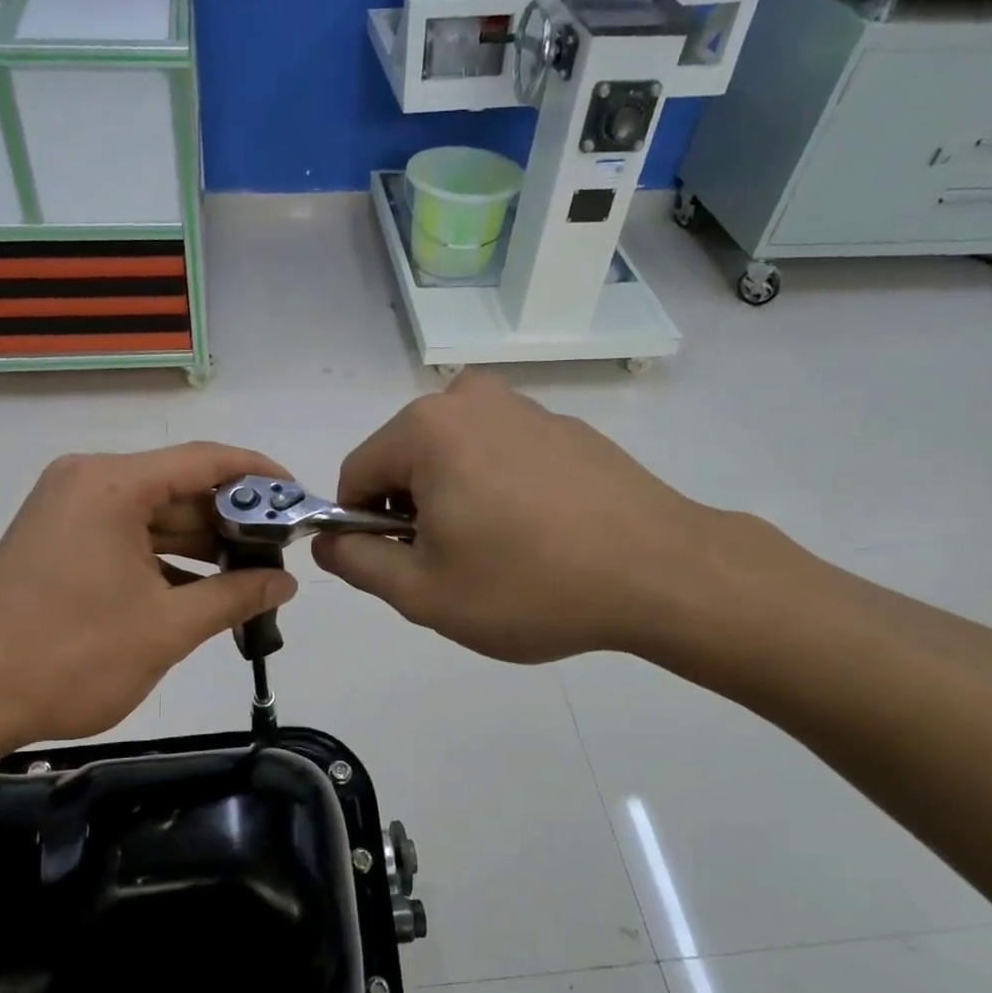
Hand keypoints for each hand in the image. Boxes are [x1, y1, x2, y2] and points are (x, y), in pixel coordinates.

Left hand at [0, 444, 298, 756]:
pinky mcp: (56, 539)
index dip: (259, 476)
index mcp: (112, 485)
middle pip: (178, 487)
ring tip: (249, 576)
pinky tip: (200, 591)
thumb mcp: (167, 628)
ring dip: (199, 545)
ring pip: (153, 515)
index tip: (298, 499)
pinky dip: (163, 559)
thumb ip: (235, 597)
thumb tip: (286, 583)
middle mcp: (87, 481)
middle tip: (279, 553)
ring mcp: (67, 509)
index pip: (204, 461)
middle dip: (231, 520)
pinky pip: (126, 536)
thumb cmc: (72, 657)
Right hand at [312, 372, 729, 664]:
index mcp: (426, 429)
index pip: (356, 475)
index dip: (363, 528)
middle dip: (412, 515)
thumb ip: (357, 563)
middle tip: (455, 568)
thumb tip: (328, 541)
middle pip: (405, 462)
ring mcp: (524, 408)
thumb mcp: (424, 593)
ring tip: (500, 554)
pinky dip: (497, 491)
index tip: (402, 568)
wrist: (662, 573)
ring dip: (455, 503)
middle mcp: (469, 400)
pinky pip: (500, 456)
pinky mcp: (564, 426)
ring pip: (453, 459)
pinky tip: (537, 535)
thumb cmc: (529, 585)